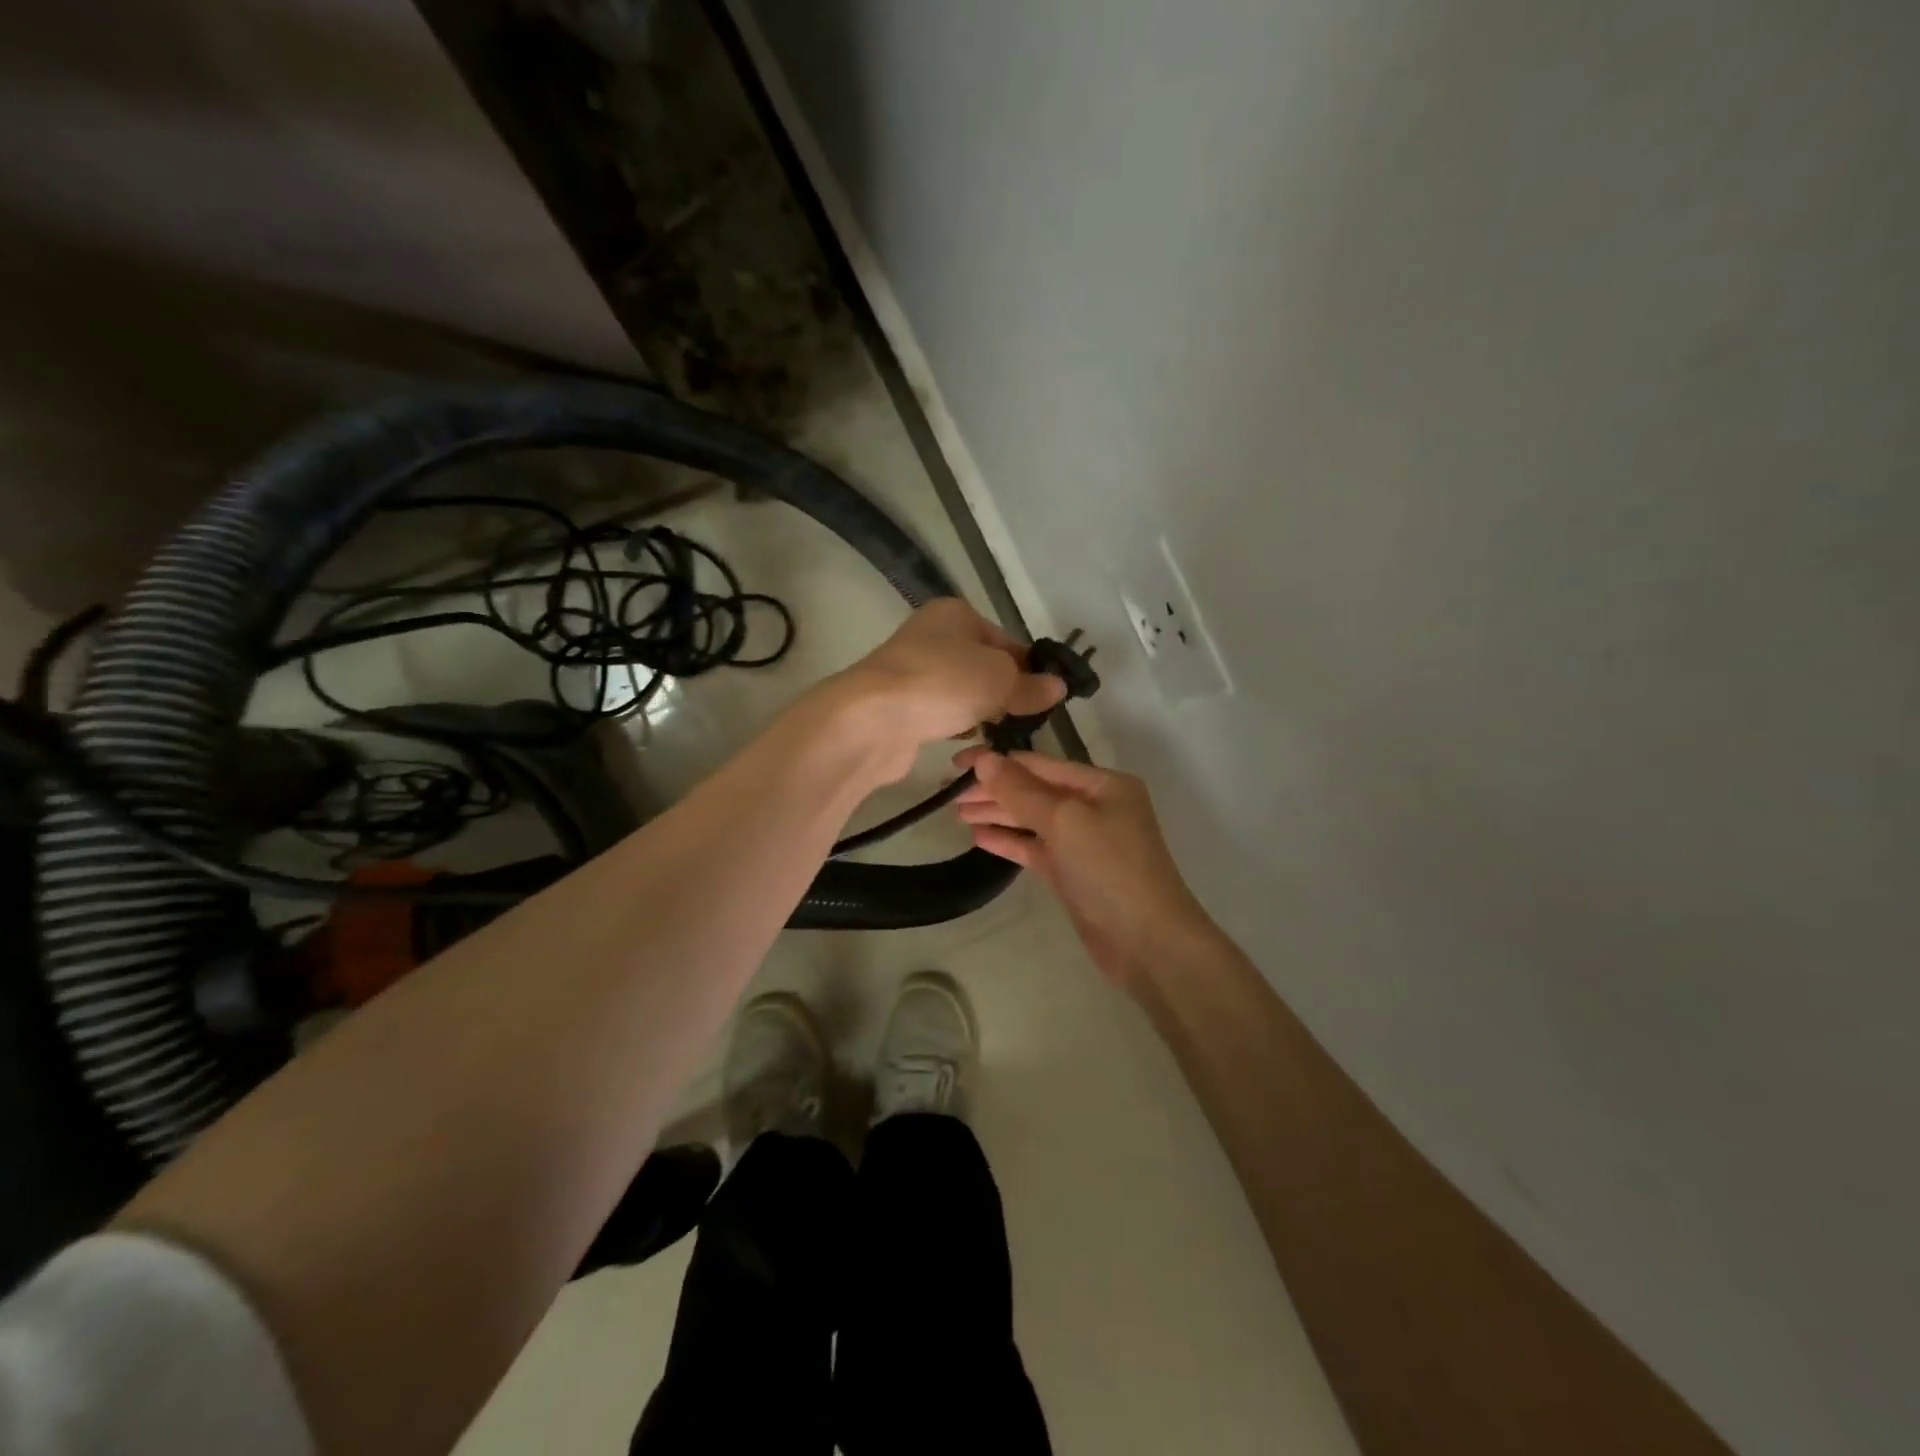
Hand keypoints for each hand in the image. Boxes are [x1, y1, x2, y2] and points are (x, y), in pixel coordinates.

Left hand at [835, 599, 1064, 775]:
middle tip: (1027, 719)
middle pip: (983, 666)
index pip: (1006, 640)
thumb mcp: (999, 679)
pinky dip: (956, 726)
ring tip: (1002, 734)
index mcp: (955, 614)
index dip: (1030, 668)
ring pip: (962, 692)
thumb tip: (1058, 687)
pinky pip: (941, 713)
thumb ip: (1030, 685)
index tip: (1047, 697)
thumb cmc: (943, 683)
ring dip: (982, 712)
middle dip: (1006, 692)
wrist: (872, 719)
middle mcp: (931, 636)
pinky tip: (969, 743)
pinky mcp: (901, 705)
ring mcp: (912, 672)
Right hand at [951, 747, 1214, 989]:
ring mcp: (1084, 842)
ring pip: (1032, 820)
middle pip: (1034, 790)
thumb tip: (984, 759)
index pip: (1039, 763)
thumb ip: (1021, 790)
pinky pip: (1035, 848)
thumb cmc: (1110, 869)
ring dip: (997, 814)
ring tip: (956, 814)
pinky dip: (1009, 841)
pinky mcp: (1073, 873)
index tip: (956, 764)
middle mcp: (1095, 806)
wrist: (1148, 943)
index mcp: (1101, 784)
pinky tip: (979, 838)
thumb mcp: (1065, 821)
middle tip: (949, 794)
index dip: (997, 761)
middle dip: (994, 790)